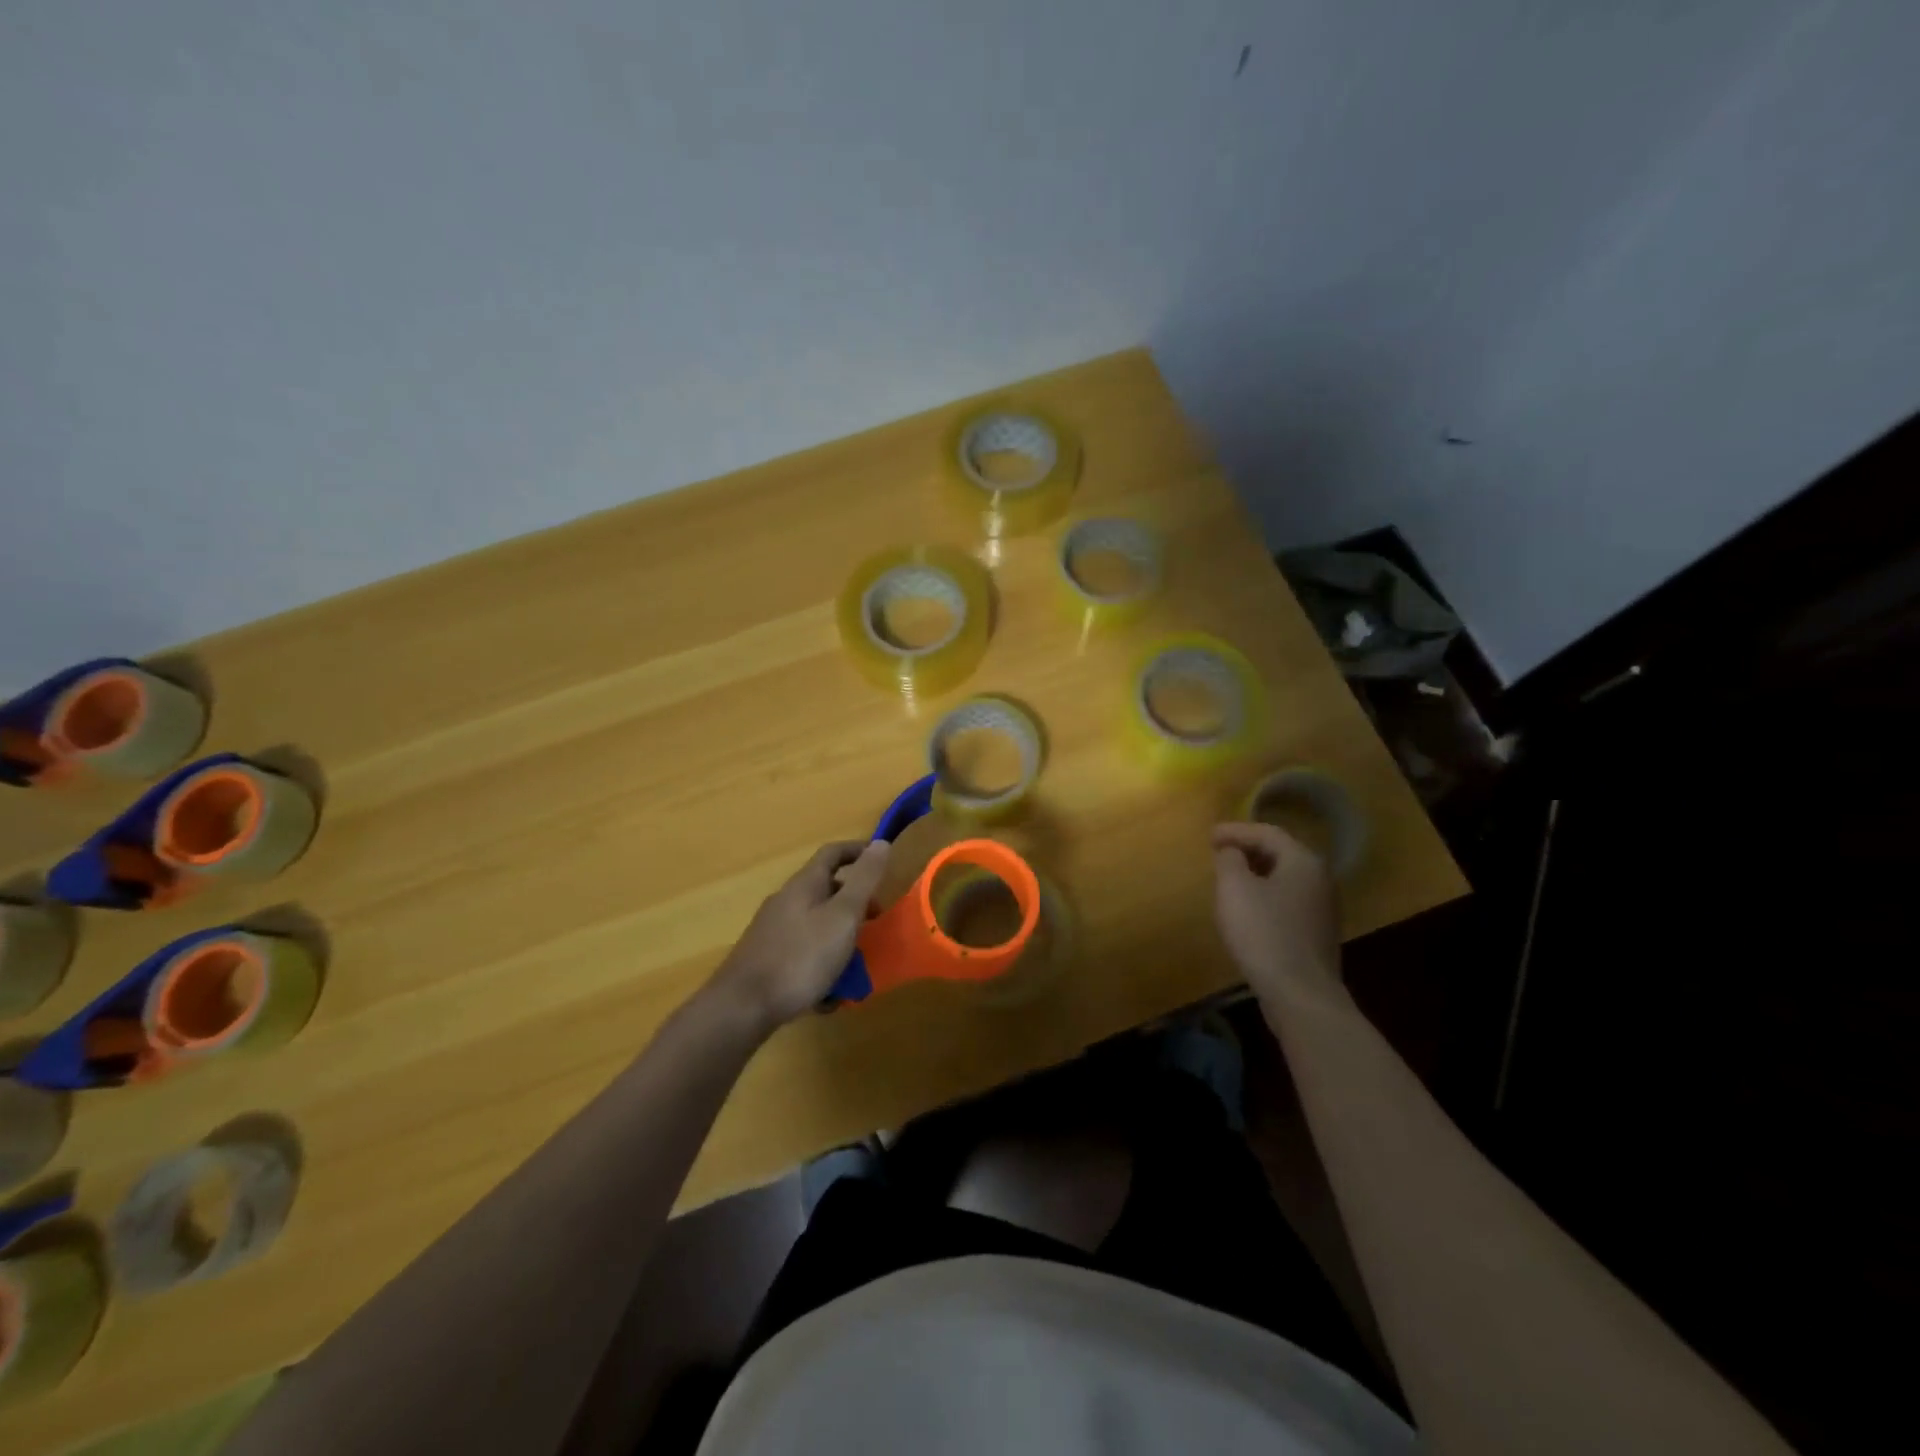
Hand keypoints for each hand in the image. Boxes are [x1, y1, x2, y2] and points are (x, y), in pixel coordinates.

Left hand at [707, 839, 891, 1031]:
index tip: (882, 860)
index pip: (833, 853)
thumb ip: (864, 880)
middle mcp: (786, 902)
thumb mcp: (843, 916)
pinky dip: (821, 967)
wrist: (742, 1007)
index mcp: (804, 885)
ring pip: (817, 926)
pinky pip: (804, 954)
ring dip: (840, 941)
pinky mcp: (766, 960)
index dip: (858, 851)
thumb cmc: (800, 957)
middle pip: (827, 892)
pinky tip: (828, 995)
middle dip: (855, 906)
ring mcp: (773, 932)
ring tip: (857, 969)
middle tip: (875, 924)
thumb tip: (880, 843)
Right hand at [1211, 821, 1346, 1008]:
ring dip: (1256, 873)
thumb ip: (1229, 860)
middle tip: (1218, 852)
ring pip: (1284, 878)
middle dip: (1247, 849)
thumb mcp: (1234, 888)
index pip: (1267, 833)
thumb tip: (1232, 852)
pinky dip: (1265, 895)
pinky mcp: (1316, 934)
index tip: (1208, 836)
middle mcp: (1320, 879)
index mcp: (1303, 861)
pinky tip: (1247, 909)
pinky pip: (1287, 901)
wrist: (1300, 995)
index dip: (1235, 831)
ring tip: (1229, 878)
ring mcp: (1322, 909)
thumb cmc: (1264, 933)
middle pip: (1280, 853)